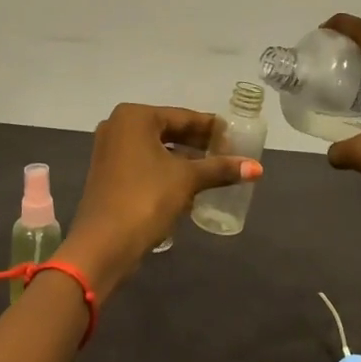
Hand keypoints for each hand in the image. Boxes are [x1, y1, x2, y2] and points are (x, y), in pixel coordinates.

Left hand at [65, 104, 261, 297]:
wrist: (104, 244)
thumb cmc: (145, 199)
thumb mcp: (186, 180)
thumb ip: (220, 169)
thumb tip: (257, 168)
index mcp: (134, 117)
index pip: (183, 117)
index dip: (211, 128)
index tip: (235, 136)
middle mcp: (118, 127)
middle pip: (168, 131)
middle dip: (198, 144)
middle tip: (228, 153)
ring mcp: (110, 151)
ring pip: (156, 149)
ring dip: (184, 159)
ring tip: (214, 170)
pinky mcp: (109, 174)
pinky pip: (145, 164)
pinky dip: (166, 170)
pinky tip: (189, 185)